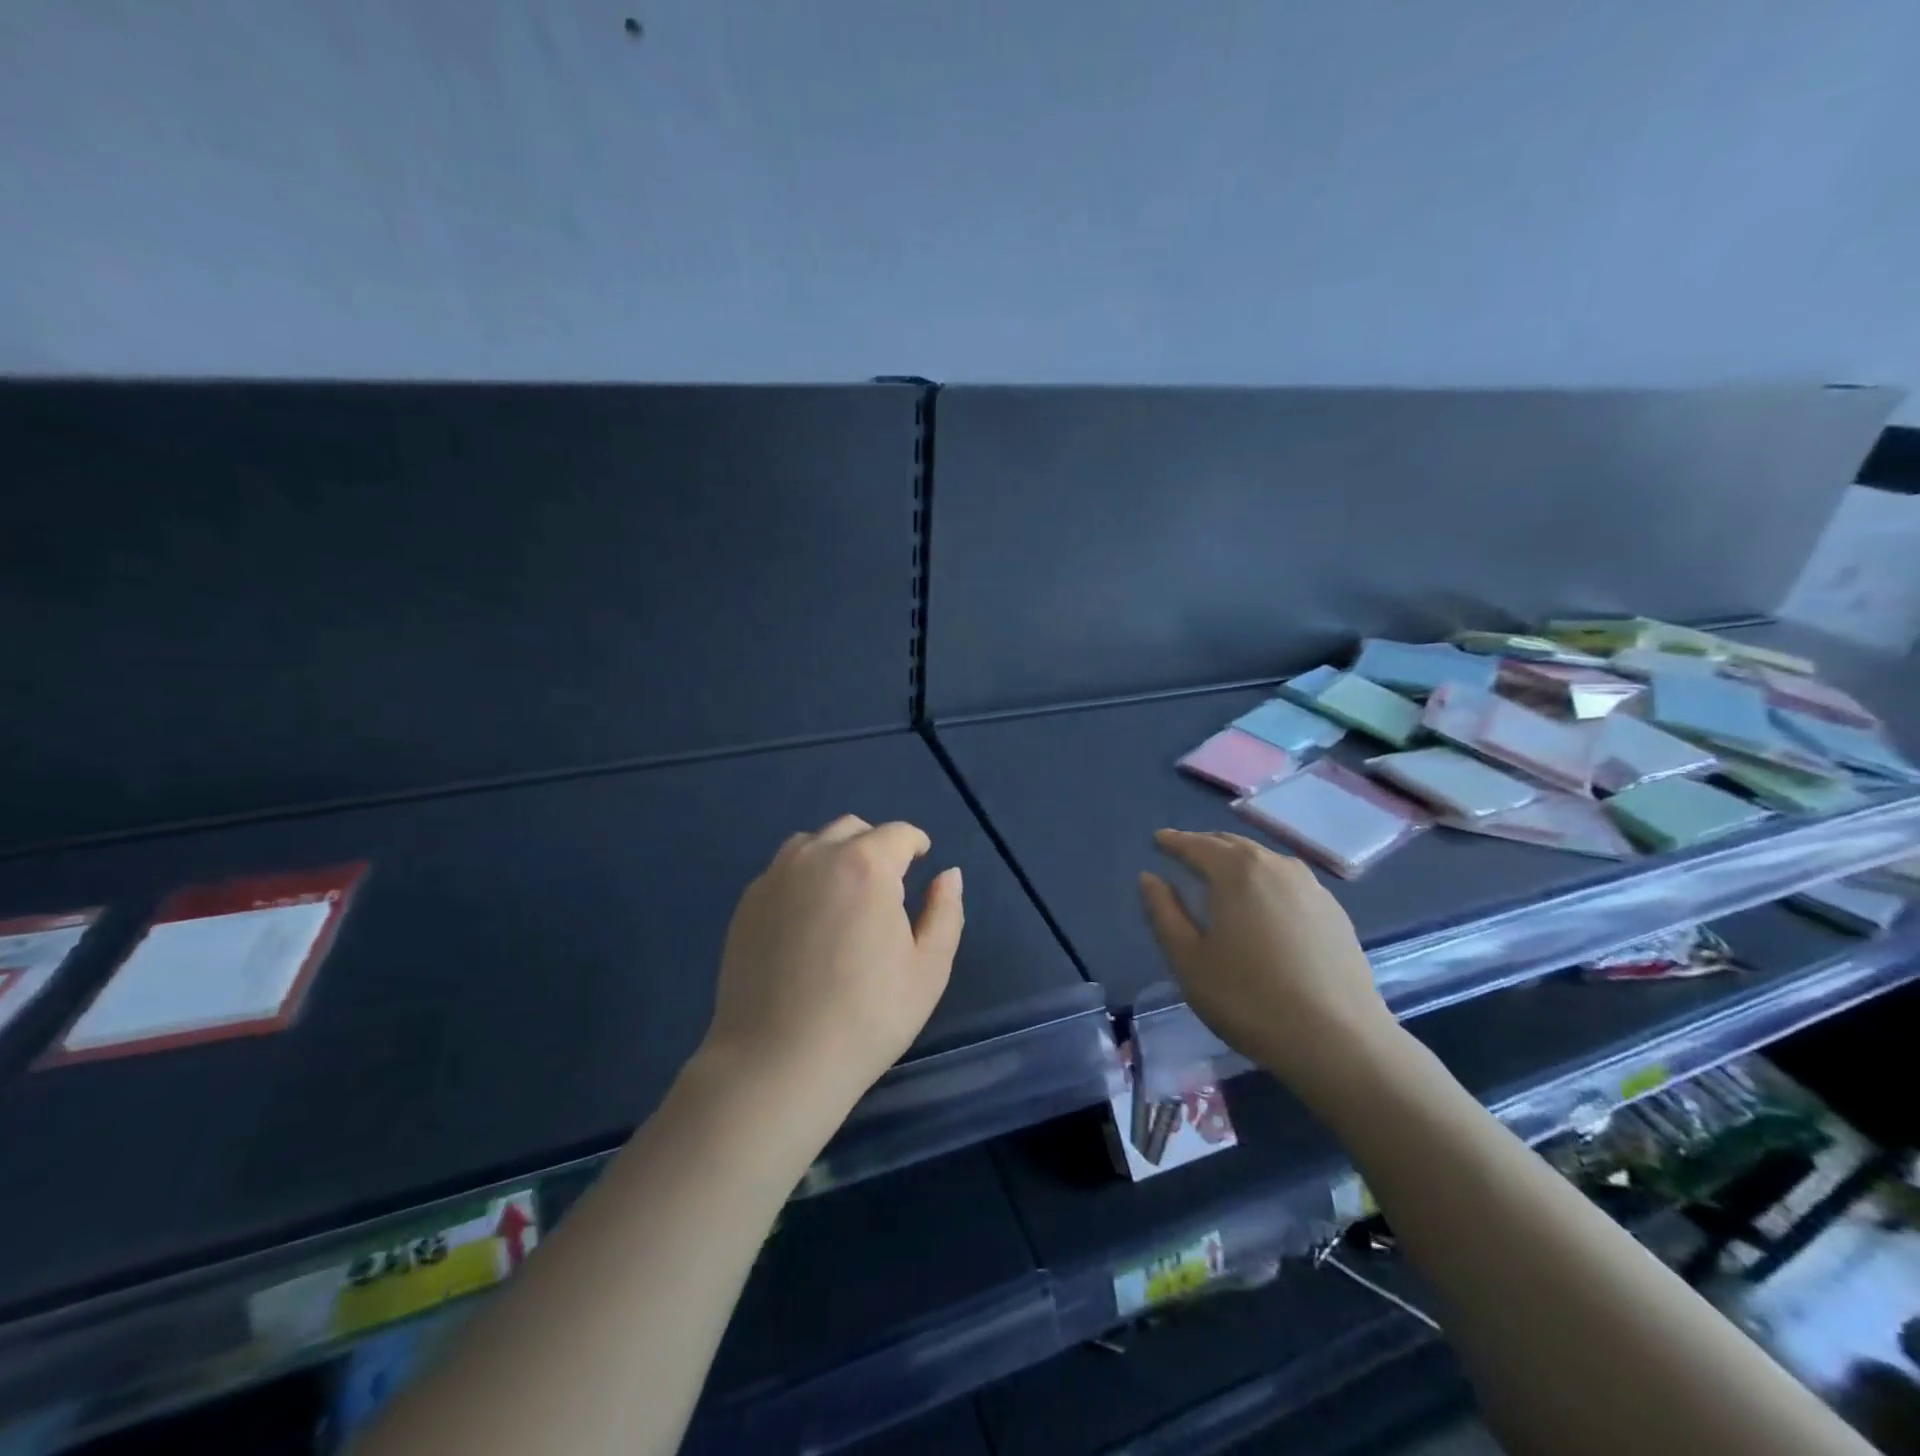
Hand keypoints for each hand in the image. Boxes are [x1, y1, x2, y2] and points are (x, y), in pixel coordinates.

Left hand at [702, 815, 963, 1118]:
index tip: (921, 859)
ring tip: (845, 894)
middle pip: (852, 829)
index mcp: (866, 865)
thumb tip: (948, 874)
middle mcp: (816, 857)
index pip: (897, 833)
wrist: (778, 1061)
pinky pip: (782, 871)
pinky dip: (803, 878)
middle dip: (876, 844)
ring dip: (836, 855)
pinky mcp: (747, 904)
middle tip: (887, 882)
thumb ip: (945, 911)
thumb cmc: (867, 1016)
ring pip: (811, 843)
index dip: (915, 843)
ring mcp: (775, 878)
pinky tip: (808, 918)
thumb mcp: (929, 969)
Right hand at [1139, 830, 1400, 1102]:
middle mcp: (1275, 866)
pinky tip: (1265, 904)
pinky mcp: (1335, 912)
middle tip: (1185, 854)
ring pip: (1264, 860)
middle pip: (1233, 844)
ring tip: (1222, 876)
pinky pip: (1289, 881)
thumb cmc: (1249, 999)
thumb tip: (1150, 878)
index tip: (1158, 840)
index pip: (1196, 845)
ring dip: (1238, 860)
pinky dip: (1266, 880)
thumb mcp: (1189, 960)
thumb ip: (1164, 913)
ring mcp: (1312, 887)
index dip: (1173, 842)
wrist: (1340, 1041)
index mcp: (1236, 871)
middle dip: (1206, 845)